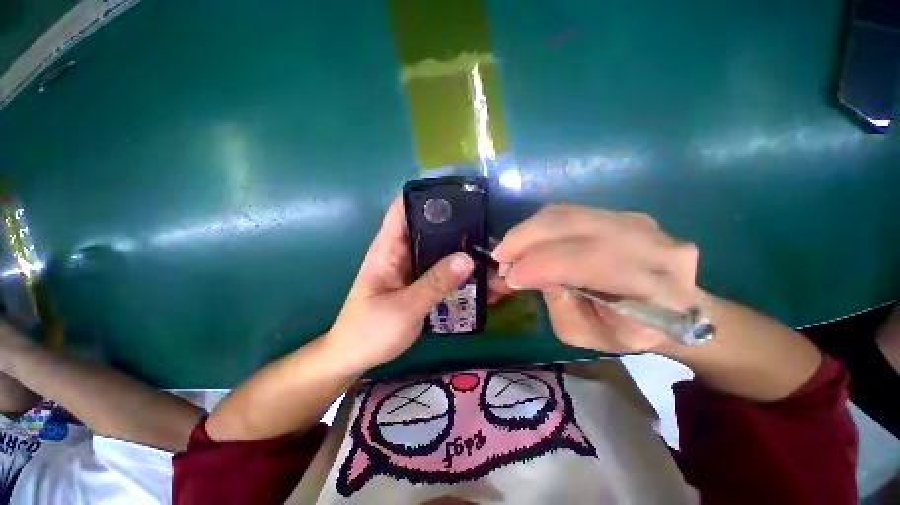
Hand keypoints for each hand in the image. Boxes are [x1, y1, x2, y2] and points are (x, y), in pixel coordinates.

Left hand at [324, 197, 473, 372]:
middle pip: (431, 228)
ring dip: (463, 251)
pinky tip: (482, 278)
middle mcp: (403, 252)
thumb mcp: (403, 308)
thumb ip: (434, 284)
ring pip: (441, 251)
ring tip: (492, 253)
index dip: (427, 194)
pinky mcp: (423, 283)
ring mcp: (415, 268)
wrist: (356, 357)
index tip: (457, 192)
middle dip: (457, 226)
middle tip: (488, 227)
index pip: (404, 208)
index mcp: (388, 248)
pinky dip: (461, 272)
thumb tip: (468, 259)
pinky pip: (444, 271)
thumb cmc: (369, 330)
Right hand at [492, 205, 701, 353]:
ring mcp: (638, 222)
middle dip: (525, 239)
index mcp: (655, 288)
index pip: (587, 262)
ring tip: (509, 249)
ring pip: (567, 214)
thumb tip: (525, 271)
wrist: (673, 308)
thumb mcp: (585, 333)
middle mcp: (652, 244)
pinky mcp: (621, 213)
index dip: (540, 265)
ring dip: (528, 230)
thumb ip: (557, 302)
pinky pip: (569, 212)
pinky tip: (527, 240)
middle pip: (573, 226)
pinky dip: (540, 225)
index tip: (509, 277)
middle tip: (500, 257)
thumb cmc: (627, 332)